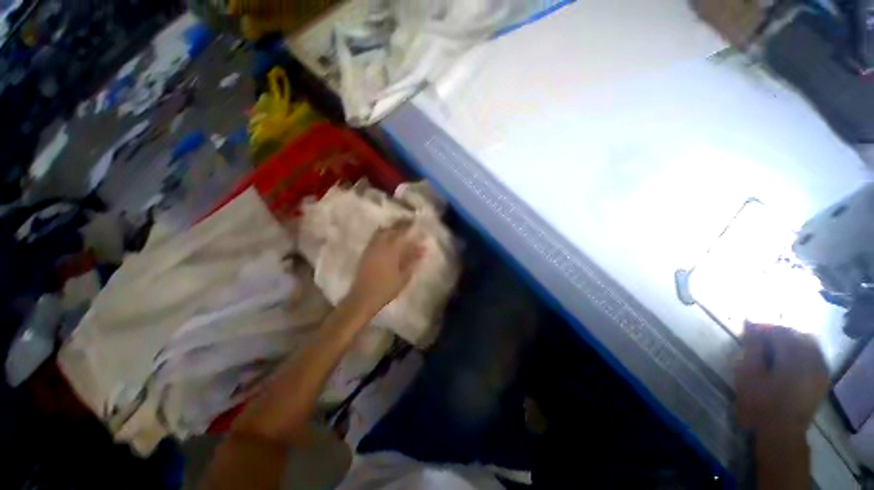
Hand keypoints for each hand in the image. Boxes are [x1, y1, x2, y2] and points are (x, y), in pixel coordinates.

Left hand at [347, 220, 423, 313]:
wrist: (363, 297)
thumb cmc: (387, 288)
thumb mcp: (404, 276)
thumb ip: (413, 260)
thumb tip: (422, 249)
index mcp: (391, 249)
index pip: (401, 232)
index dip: (408, 225)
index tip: (415, 221)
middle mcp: (379, 245)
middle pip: (390, 229)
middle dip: (399, 224)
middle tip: (408, 223)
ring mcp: (371, 248)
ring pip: (381, 232)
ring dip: (390, 228)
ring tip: (398, 229)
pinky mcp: (365, 253)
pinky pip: (375, 238)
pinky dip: (383, 235)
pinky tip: (388, 239)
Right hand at [735, 323, 827, 437]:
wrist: (780, 432)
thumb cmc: (759, 401)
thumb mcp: (749, 372)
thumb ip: (752, 345)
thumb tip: (750, 323)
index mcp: (793, 356)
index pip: (779, 330)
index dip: (763, 327)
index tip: (748, 330)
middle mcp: (812, 358)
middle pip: (796, 334)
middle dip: (778, 333)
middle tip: (760, 340)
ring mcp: (821, 370)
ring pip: (808, 343)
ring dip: (790, 342)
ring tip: (773, 349)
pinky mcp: (822, 379)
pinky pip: (815, 355)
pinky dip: (802, 351)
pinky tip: (789, 360)